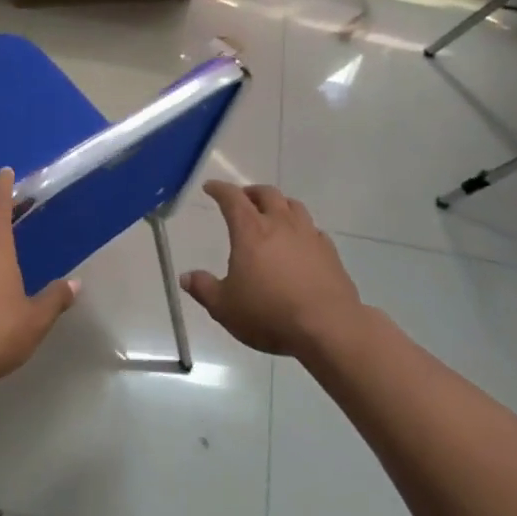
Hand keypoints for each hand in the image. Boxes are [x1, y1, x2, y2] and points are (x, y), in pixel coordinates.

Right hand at [184, 182, 360, 358]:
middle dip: (251, 192)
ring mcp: (309, 236)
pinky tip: (300, 242)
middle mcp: (280, 224)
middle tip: (242, 199)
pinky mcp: (330, 253)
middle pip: (267, 194)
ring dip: (279, 204)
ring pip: (293, 206)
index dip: (219, 189)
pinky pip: (313, 229)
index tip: (210, 187)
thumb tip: (186, 277)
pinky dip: (301, 228)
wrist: (328, 328)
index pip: (232, 198)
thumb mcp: (225, 307)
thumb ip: (204, 289)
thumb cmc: (269, 314)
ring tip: (272, 214)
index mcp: (251, 230)